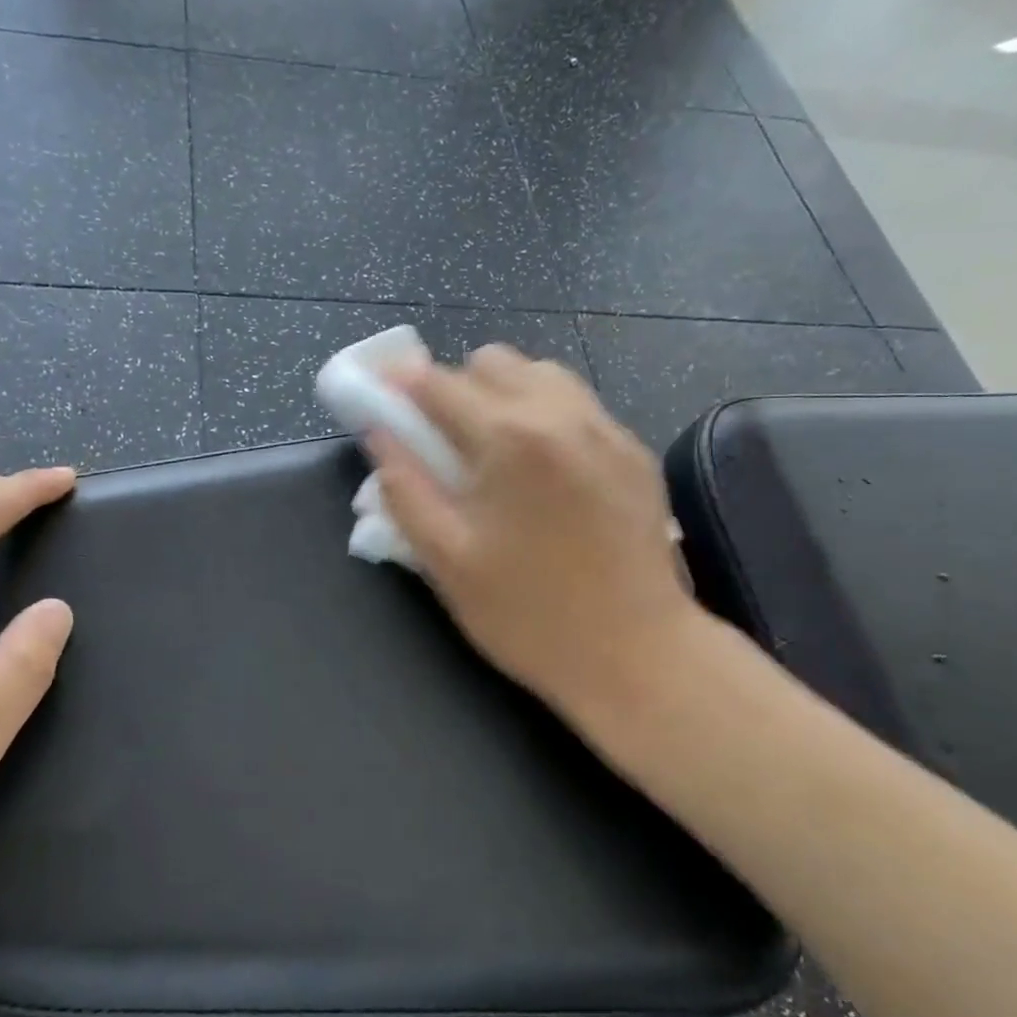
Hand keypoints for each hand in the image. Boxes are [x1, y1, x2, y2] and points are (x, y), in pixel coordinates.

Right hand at [371, 348, 702, 733]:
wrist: (638, 655)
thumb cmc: (529, 614)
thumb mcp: (446, 560)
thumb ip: (404, 488)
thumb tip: (379, 434)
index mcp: (510, 438)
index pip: (438, 383)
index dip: (399, 382)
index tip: (378, 391)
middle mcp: (562, 414)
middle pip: (493, 361)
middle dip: (454, 386)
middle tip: (439, 438)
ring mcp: (607, 429)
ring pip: (541, 374)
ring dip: (502, 394)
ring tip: (492, 449)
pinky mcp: (634, 451)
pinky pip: (577, 405)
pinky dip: (544, 415)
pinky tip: (541, 470)